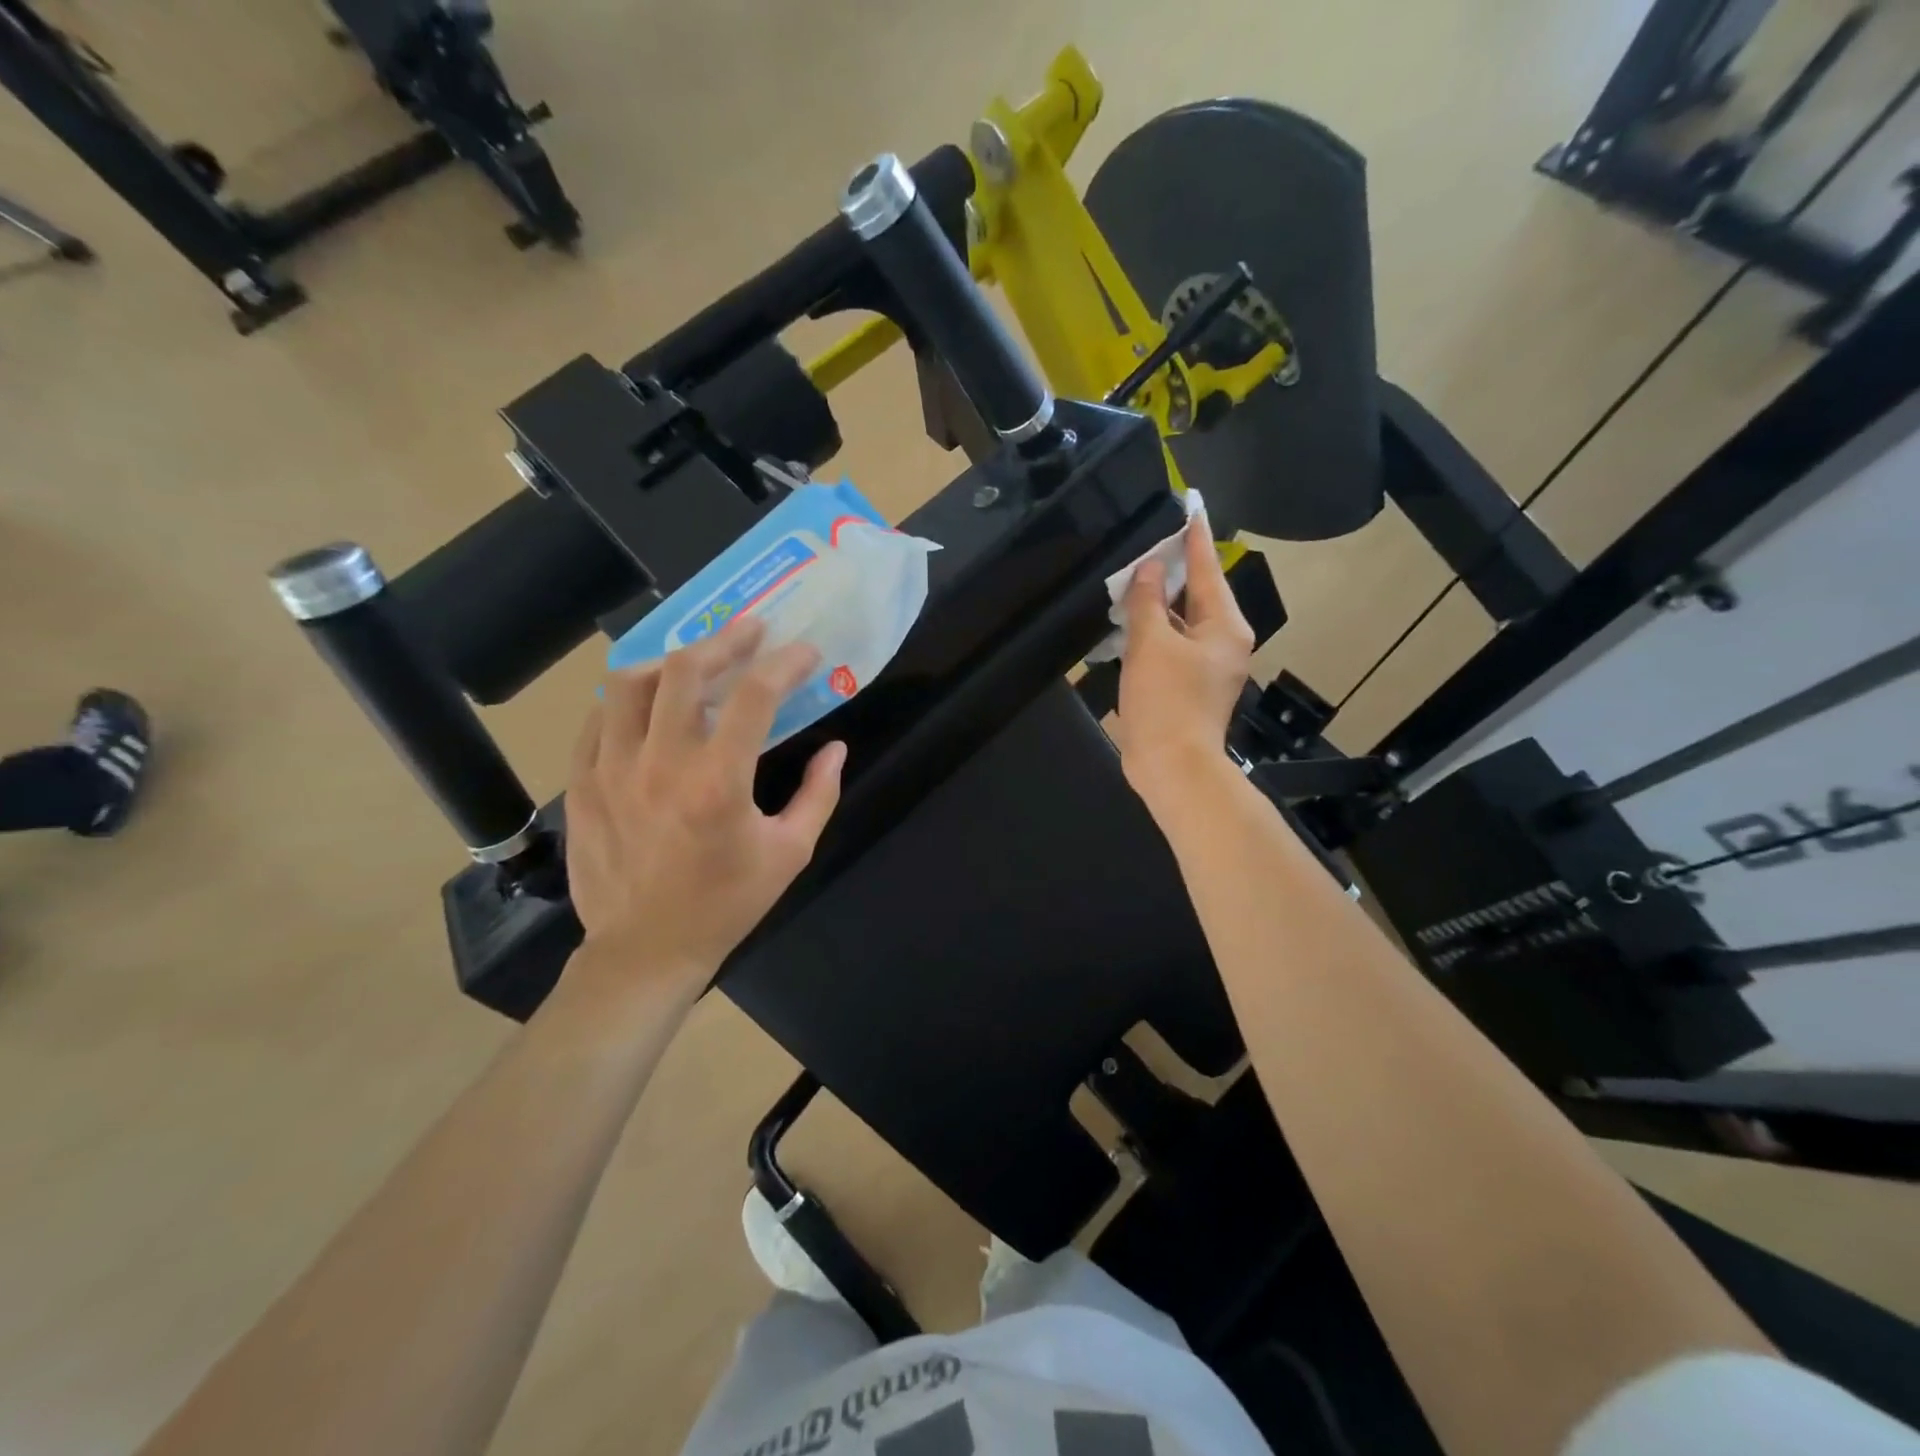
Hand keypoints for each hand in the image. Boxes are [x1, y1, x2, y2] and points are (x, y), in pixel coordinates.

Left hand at [562, 617, 845, 995]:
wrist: (644, 950)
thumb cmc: (726, 903)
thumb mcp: (790, 853)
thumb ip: (819, 794)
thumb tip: (836, 748)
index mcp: (718, 782)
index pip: (754, 695)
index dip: (785, 662)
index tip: (805, 652)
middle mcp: (660, 763)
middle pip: (684, 670)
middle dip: (726, 640)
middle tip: (751, 632)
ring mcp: (611, 769)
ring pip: (630, 683)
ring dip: (671, 661)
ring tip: (696, 661)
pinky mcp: (581, 782)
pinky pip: (598, 718)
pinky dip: (628, 697)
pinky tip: (649, 701)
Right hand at [1113, 511, 1254, 797]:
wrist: (1171, 767)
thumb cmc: (1166, 700)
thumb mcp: (1151, 644)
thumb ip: (1147, 601)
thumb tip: (1148, 569)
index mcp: (1225, 626)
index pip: (1208, 569)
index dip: (1195, 537)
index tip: (1190, 506)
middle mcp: (1224, 641)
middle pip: (1197, 595)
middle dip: (1172, 571)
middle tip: (1148, 541)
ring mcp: (1207, 666)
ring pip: (1181, 622)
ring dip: (1157, 604)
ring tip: (1131, 580)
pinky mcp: (1188, 686)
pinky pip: (1171, 646)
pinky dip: (1153, 632)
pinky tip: (1129, 623)